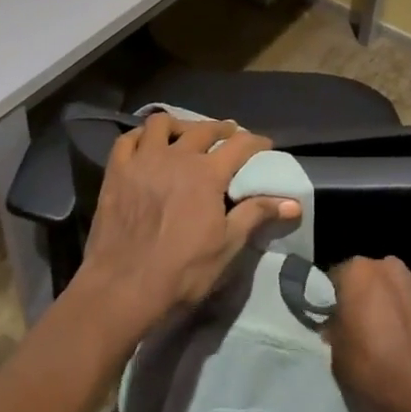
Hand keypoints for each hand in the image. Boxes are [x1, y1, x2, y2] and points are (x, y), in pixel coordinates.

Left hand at [73, 112, 298, 340]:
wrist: (123, 287)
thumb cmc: (182, 270)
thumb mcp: (227, 245)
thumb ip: (257, 215)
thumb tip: (294, 202)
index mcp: (207, 174)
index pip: (239, 145)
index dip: (256, 142)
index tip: (264, 145)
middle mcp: (176, 156)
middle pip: (203, 129)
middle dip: (221, 129)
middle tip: (229, 135)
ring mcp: (142, 160)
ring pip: (161, 123)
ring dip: (179, 125)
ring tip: (186, 135)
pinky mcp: (116, 171)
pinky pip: (127, 139)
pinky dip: (141, 136)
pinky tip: (146, 145)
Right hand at [326, 256, 410, 411]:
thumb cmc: (375, 370)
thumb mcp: (337, 355)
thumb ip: (334, 329)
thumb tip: (338, 324)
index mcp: (358, 272)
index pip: (336, 277)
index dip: (332, 299)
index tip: (332, 319)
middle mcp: (390, 267)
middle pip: (369, 277)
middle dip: (363, 295)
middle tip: (359, 325)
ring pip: (395, 287)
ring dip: (389, 302)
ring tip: (388, 334)